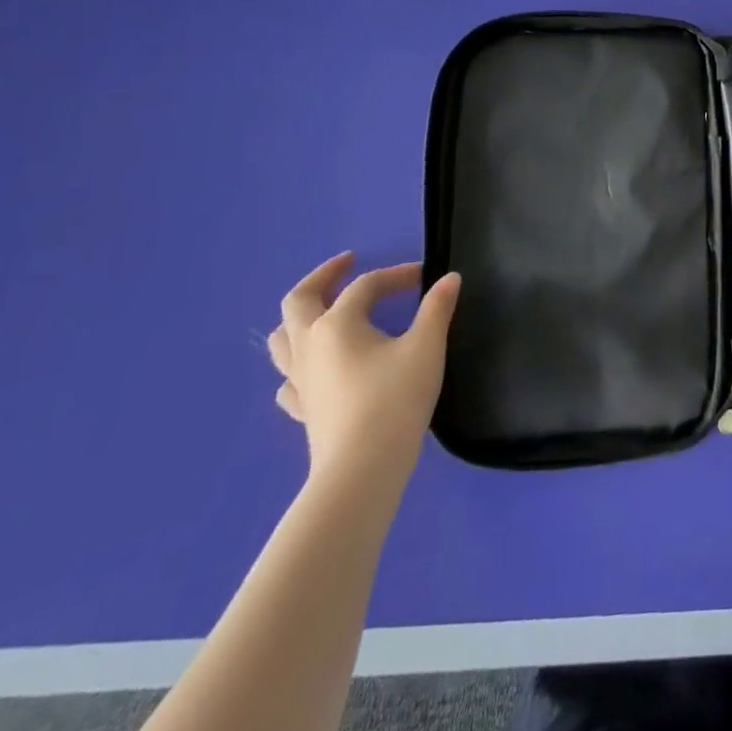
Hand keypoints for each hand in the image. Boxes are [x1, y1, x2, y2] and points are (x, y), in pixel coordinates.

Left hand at [267, 254, 461, 488]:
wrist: (363, 467)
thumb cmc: (396, 398)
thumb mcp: (427, 346)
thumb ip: (437, 308)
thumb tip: (449, 278)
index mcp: (337, 324)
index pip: (366, 286)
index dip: (396, 275)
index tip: (425, 277)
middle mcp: (310, 345)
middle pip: (300, 300)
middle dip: (324, 276)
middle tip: (347, 263)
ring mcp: (300, 380)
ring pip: (282, 339)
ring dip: (300, 317)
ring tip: (322, 310)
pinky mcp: (302, 409)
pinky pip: (288, 379)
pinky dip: (298, 364)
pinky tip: (315, 368)